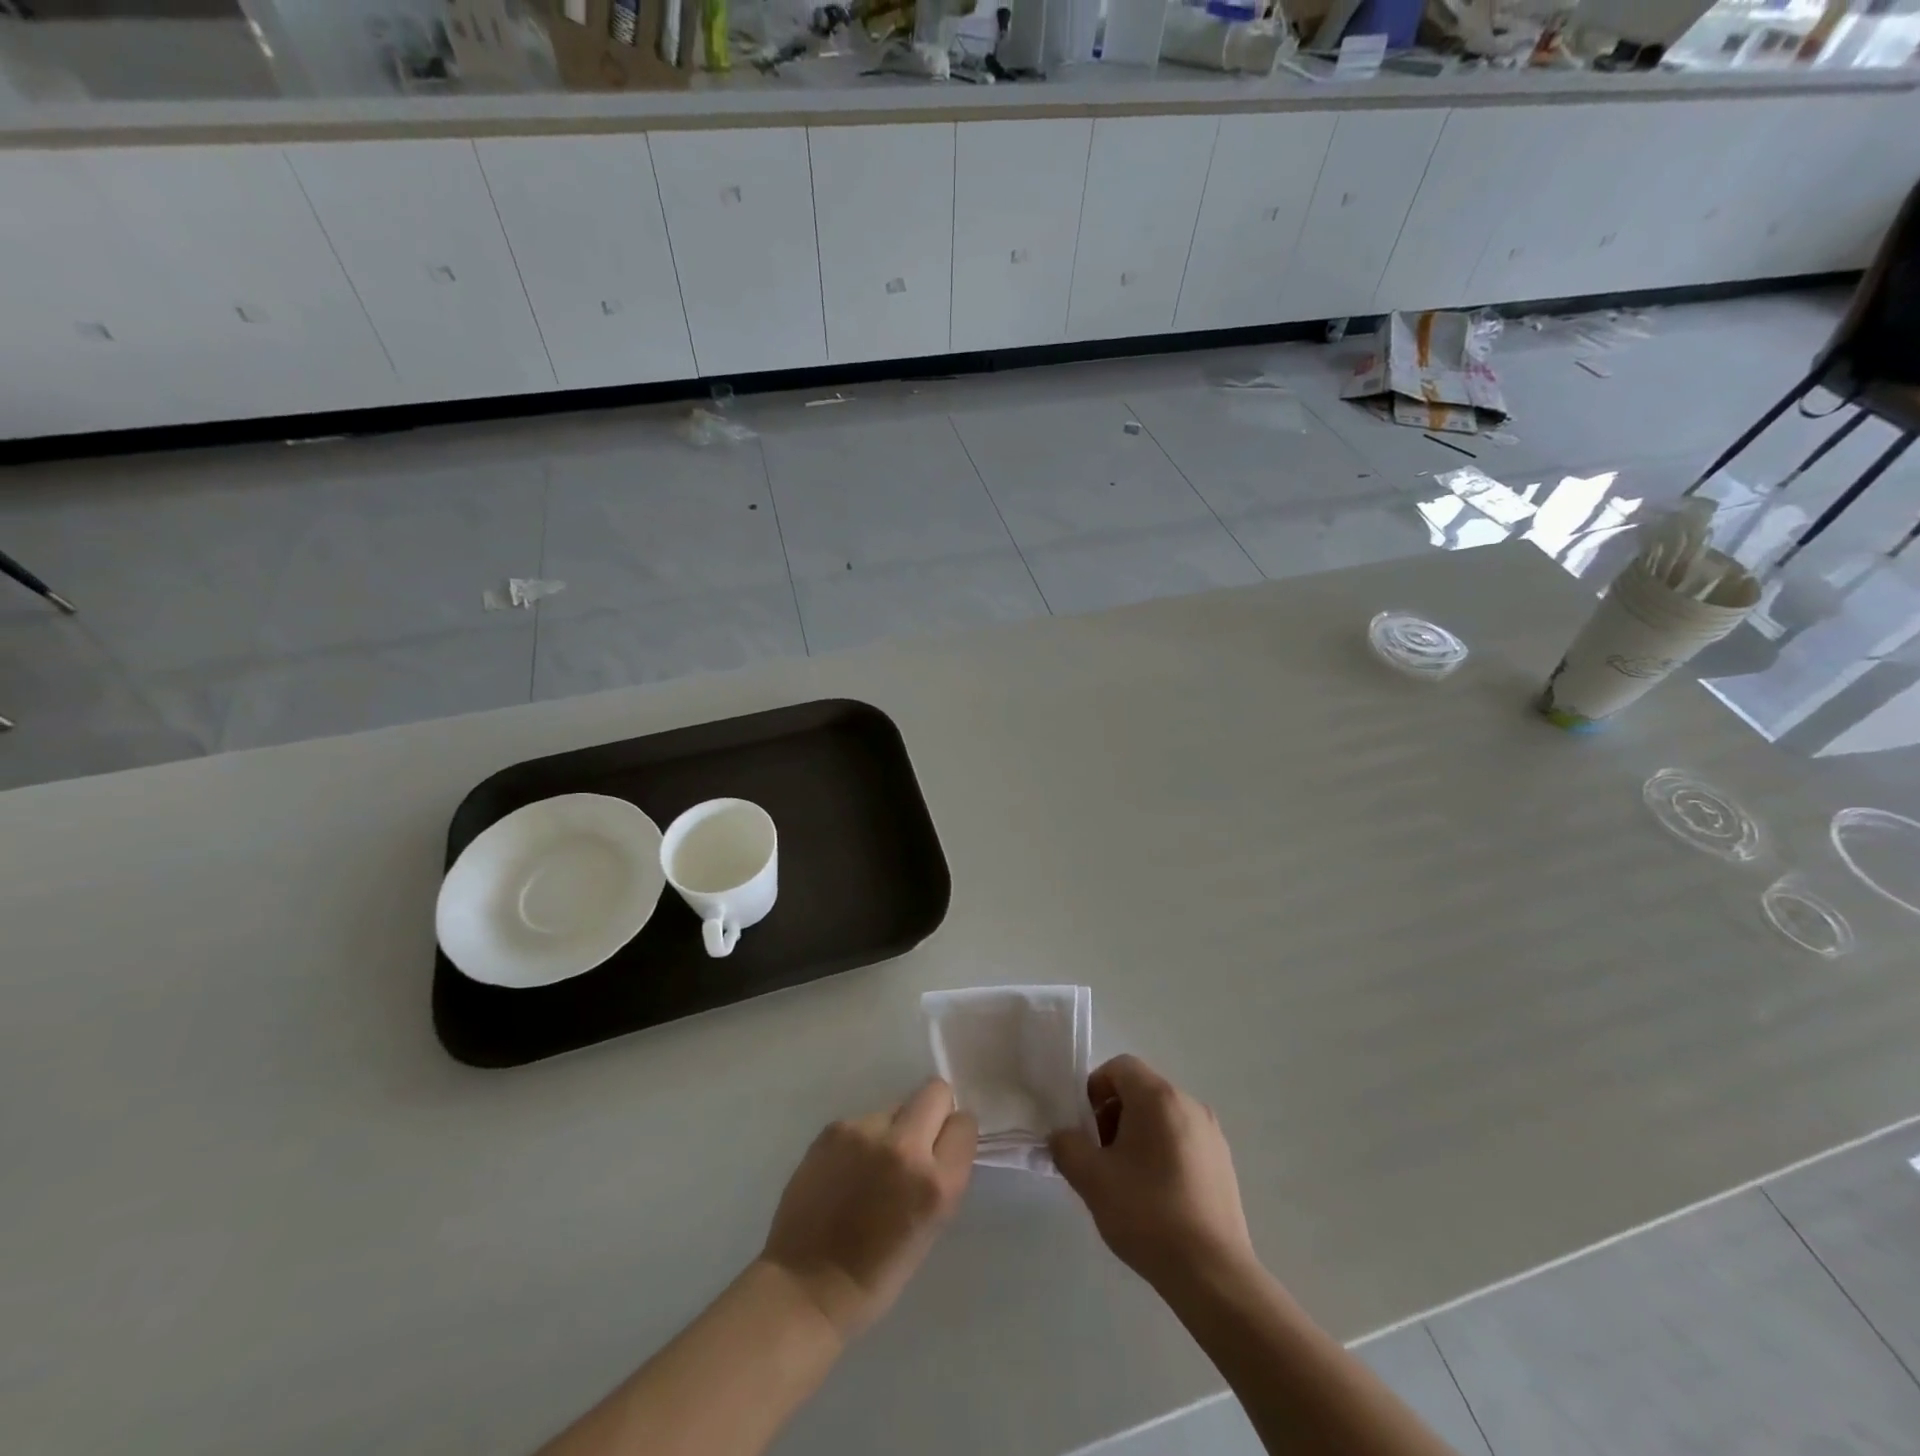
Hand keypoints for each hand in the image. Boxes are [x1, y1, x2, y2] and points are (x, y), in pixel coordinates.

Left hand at [759, 1078, 976, 1340]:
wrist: (806, 1287)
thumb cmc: (876, 1274)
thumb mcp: (930, 1227)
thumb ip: (939, 1176)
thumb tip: (939, 1140)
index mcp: (936, 1183)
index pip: (964, 1124)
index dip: (954, 1134)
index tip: (943, 1148)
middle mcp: (905, 1147)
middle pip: (936, 1092)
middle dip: (932, 1111)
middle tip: (914, 1143)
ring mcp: (866, 1132)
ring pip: (895, 1107)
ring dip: (892, 1129)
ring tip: (870, 1167)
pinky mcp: (835, 1128)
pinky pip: (863, 1120)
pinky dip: (861, 1139)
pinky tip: (846, 1170)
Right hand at [1049, 1055, 1255, 1291]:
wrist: (1212, 1274)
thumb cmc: (1147, 1214)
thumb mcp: (1092, 1179)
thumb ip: (1067, 1147)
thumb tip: (1062, 1136)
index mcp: (1159, 1097)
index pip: (1120, 1067)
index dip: (1095, 1088)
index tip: (1085, 1127)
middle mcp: (1189, 1104)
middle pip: (1141, 1091)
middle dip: (1114, 1115)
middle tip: (1100, 1156)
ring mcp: (1211, 1134)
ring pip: (1162, 1117)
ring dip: (1137, 1135)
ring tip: (1125, 1181)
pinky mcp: (1223, 1163)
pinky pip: (1183, 1140)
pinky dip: (1162, 1152)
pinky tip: (1155, 1197)